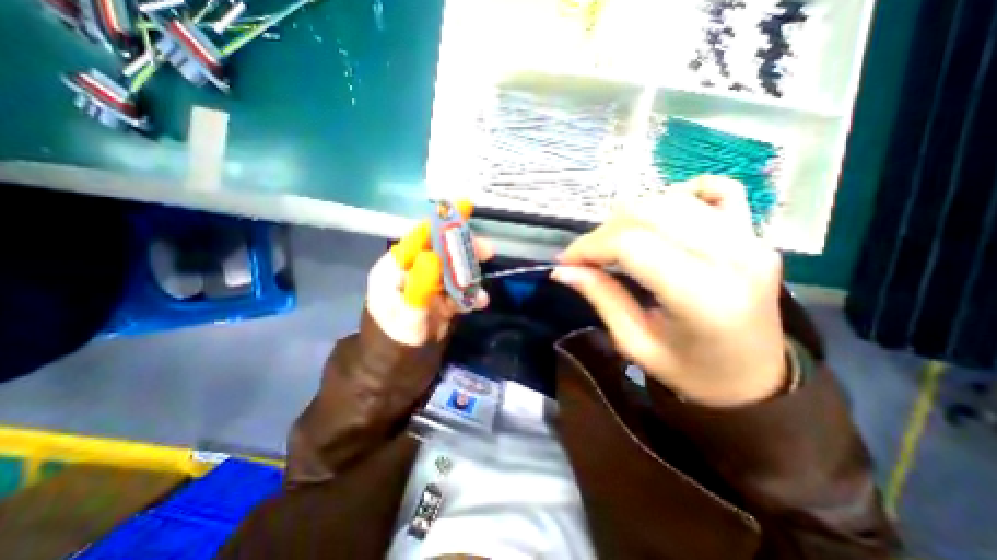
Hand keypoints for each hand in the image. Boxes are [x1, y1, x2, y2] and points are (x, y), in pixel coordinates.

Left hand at [365, 200, 489, 344]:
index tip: (466, 205)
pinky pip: (460, 290)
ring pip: (455, 270)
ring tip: (482, 293)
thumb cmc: (394, 343)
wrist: (396, 373)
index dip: (443, 221)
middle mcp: (414, 271)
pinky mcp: (441, 300)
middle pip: (443, 250)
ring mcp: (429, 286)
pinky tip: (480, 303)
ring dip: (471, 276)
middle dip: (465, 250)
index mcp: (396, 268)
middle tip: (489, 251)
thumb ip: (419, 286)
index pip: (421, 235)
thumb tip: (434, 254)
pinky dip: (472, 294)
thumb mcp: (407, 317)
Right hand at [554, 176, 785, 407]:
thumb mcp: (635, 343)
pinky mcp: (754, 232)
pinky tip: (662, 219)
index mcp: (703, 298)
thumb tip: (563, 270)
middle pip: (649, 213)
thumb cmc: (691, 372)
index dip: (590, 246)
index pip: (632, 245)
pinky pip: (717, 189)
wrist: (755, 379)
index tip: (566, 261)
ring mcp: (749, 239)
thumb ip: (600, 297)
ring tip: (616, 242)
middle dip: (604, 231)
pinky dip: (680, 195)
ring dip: (631, 215)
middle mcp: (733, 257)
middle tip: (587, 256)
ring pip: (672, 199)